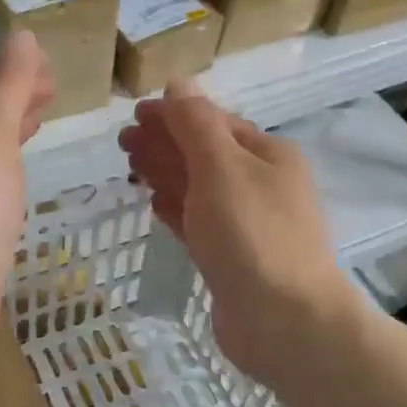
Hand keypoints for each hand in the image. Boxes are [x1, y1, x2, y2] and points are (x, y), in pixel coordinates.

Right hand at [119, 82, 349, 384]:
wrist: (284, 321)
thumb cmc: (252, 235)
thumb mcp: (222, 167)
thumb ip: (196, 125)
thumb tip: (177, 85)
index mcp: (266, 154)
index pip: (213, 122)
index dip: (173, 115)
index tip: (132, 115)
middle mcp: (260, 184)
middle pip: (204, 154)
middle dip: (164, 143)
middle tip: (123, 142)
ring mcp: (246, 224)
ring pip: (199, 189)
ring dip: (166, 173)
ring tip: (131, 166)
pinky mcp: (231, 259)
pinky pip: (199, 223)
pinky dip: (177, 209)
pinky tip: (155, 203)